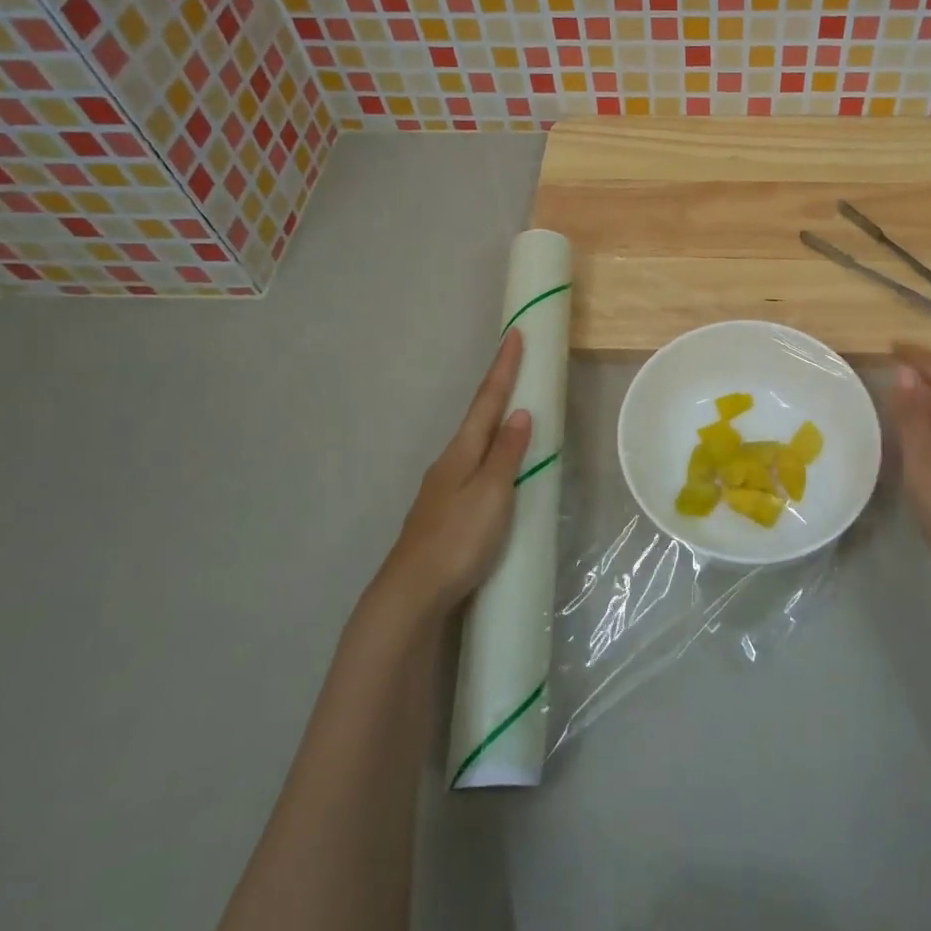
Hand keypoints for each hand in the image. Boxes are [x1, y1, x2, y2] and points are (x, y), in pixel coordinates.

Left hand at [380, 331, 532, 619]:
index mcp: (461, 453)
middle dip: (498, 391)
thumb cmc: (458, 540)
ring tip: (513, 416)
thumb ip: (507, 454)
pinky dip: (489, 457)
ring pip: (473, 447)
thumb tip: (520, 413)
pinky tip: (494, 473)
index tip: (514, 334)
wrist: (411, 596)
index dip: (503, 368)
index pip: (487, 401)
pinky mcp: (443, 516)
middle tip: (516, 369)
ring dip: (493, 426)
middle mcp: (448, 464)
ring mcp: (441, 491)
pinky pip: (472, 471)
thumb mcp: (491, 494)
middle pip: (477, 419)